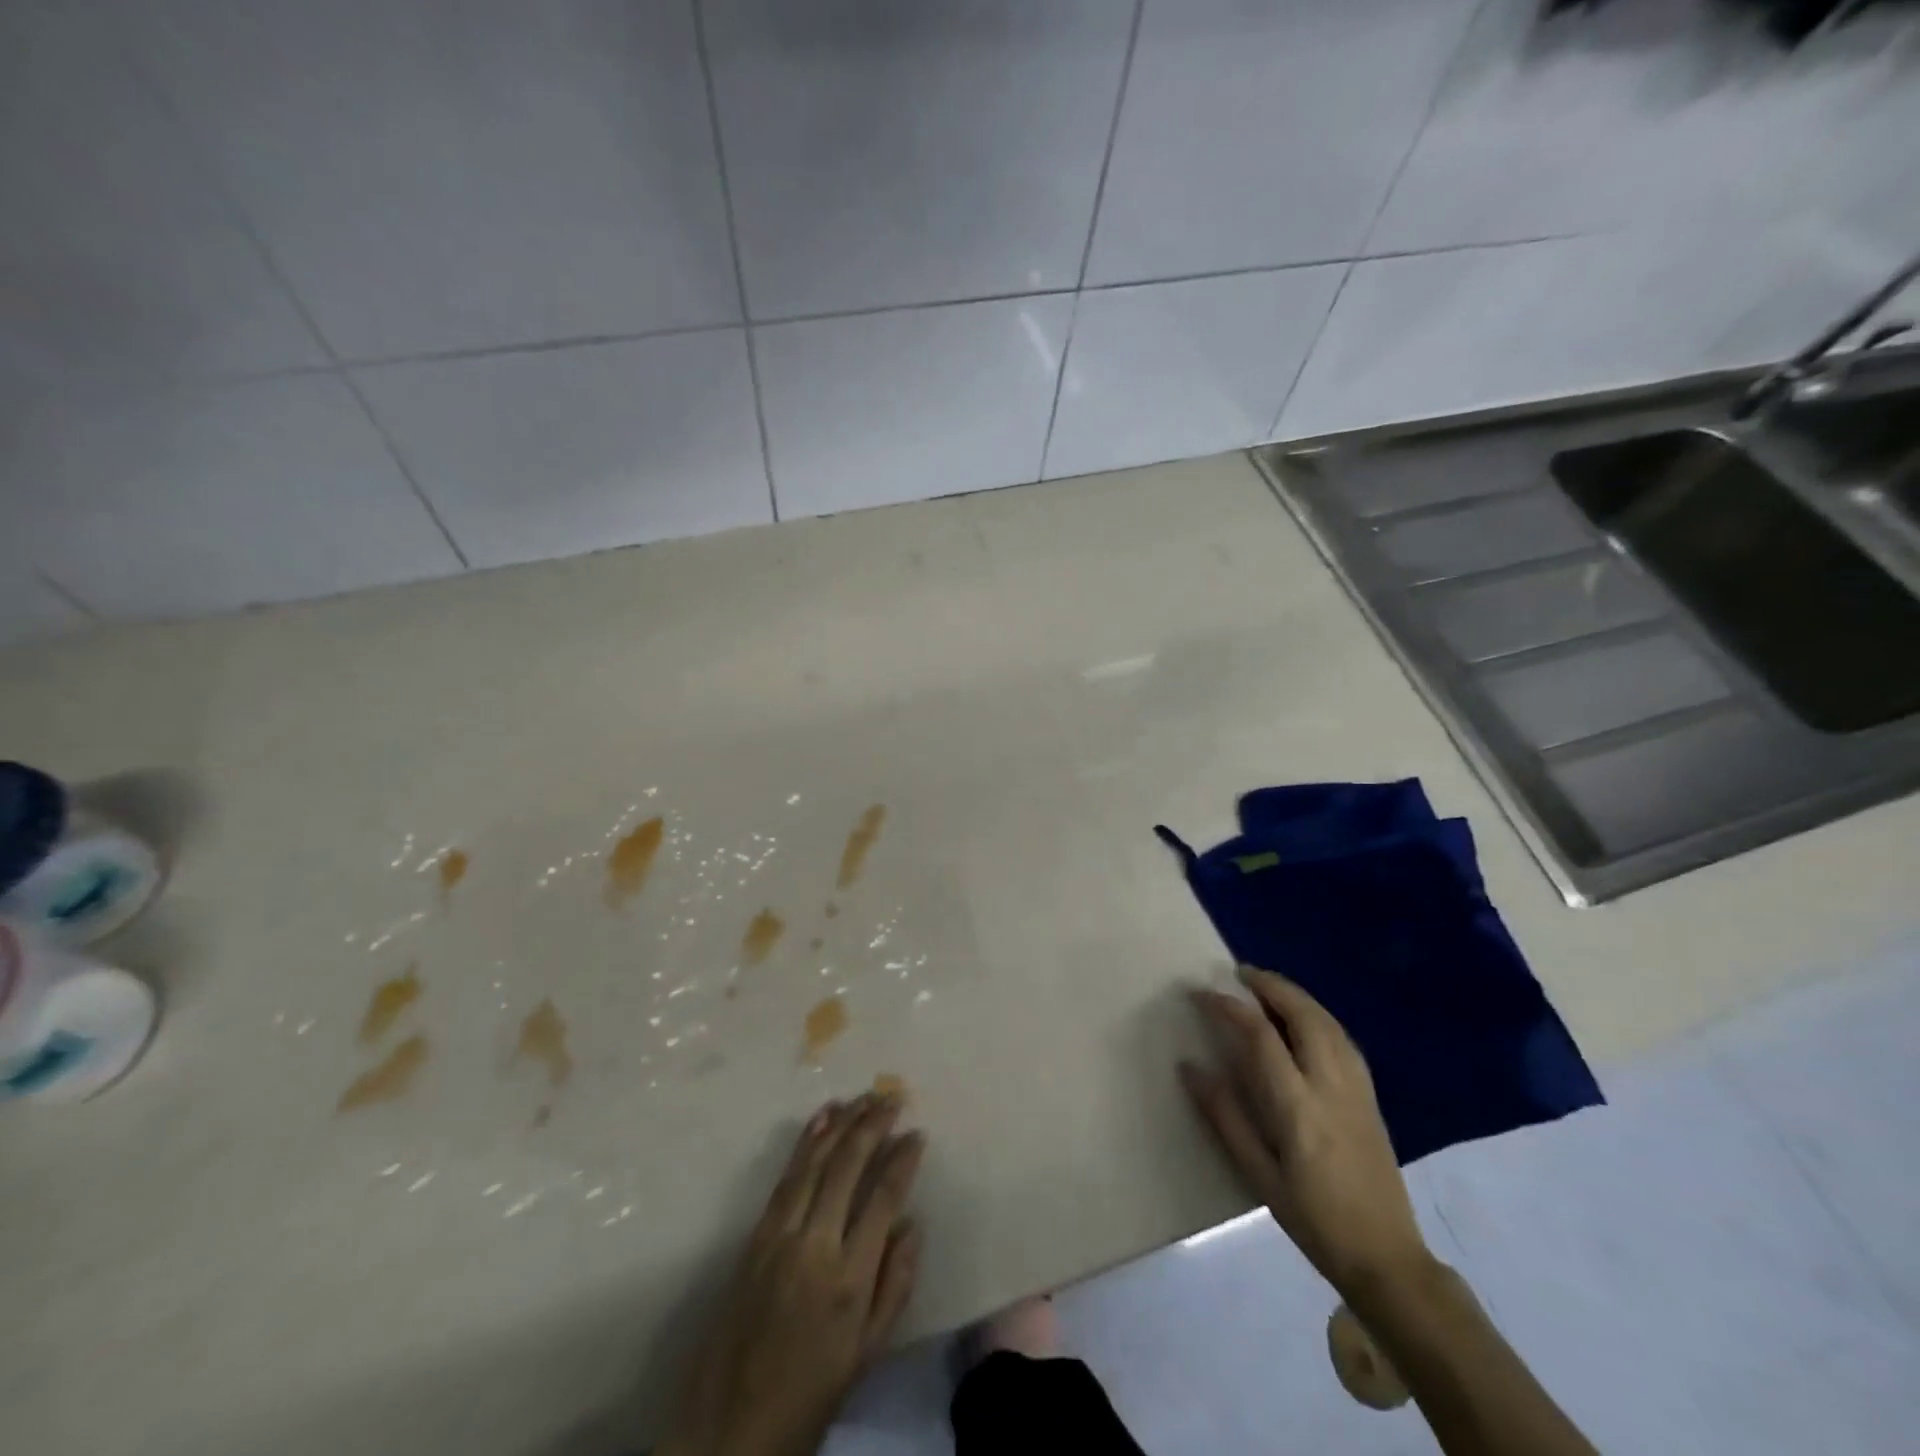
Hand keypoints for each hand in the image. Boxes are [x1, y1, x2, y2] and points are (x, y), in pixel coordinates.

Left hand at [659, 1092, 925, 1455]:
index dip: (903, 1161)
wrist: (731, 1424)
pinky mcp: (757, 1234)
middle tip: (892, 1097)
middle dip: (872, 1126)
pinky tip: (822, 1118)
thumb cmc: (811, 1391)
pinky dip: (806, 1141)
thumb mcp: (868, 1352)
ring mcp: (781, 1235)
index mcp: (850, 1279)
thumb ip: (896, 1284)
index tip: (917, 1134)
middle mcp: (815, 1246)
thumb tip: (914, 1223)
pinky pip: (786, 1176)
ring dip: (841, 1123)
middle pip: (848, 1167)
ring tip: (863, 1096)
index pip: (883, 1199)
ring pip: (815, 1162)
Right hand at [1182, 967, 1430, 1298]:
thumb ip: (1225, 1117)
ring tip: (1267, 986)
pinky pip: (1342, 1038)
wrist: (1387, 1257)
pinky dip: (1317, 1015)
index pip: (1260, 1036)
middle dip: (1271, 986)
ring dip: (1296, 995)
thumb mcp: (1259, 1175)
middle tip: (1240, 973)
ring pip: (1328, 1022)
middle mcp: (1331, 1085)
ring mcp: (1357, 1088)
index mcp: (1299, 1106)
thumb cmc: (1314, 1219)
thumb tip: (1191, 1067)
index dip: (1229, 1007)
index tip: (1203, 994)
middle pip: (1303, 1015)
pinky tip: (1304, 1019)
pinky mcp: (1371, 1096)